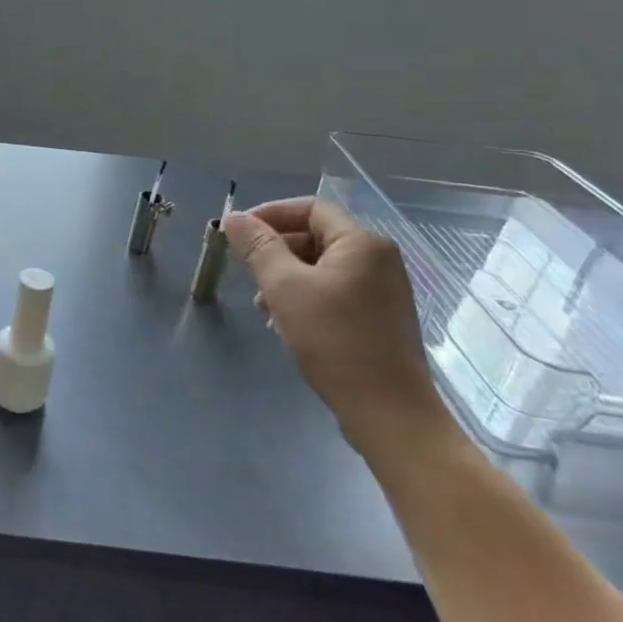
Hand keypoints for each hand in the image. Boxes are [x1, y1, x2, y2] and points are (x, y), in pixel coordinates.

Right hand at [221, 198, 455, 460]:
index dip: (269, 214)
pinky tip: (285, 325)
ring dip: (285, 278)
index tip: (236, 235)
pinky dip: (304, 298)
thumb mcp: (285, 288)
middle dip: (274, 251)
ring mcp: (382, 290)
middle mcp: (378, 259)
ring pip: (321, 267)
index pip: (309, 208)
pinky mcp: (379, 318)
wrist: (388, 412)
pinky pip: (334, 291)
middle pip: (315, 237)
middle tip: (245, 273)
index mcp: (362, 243)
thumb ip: (258, 247)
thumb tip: (234, 219)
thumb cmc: (334, 341)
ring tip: (263, 308)